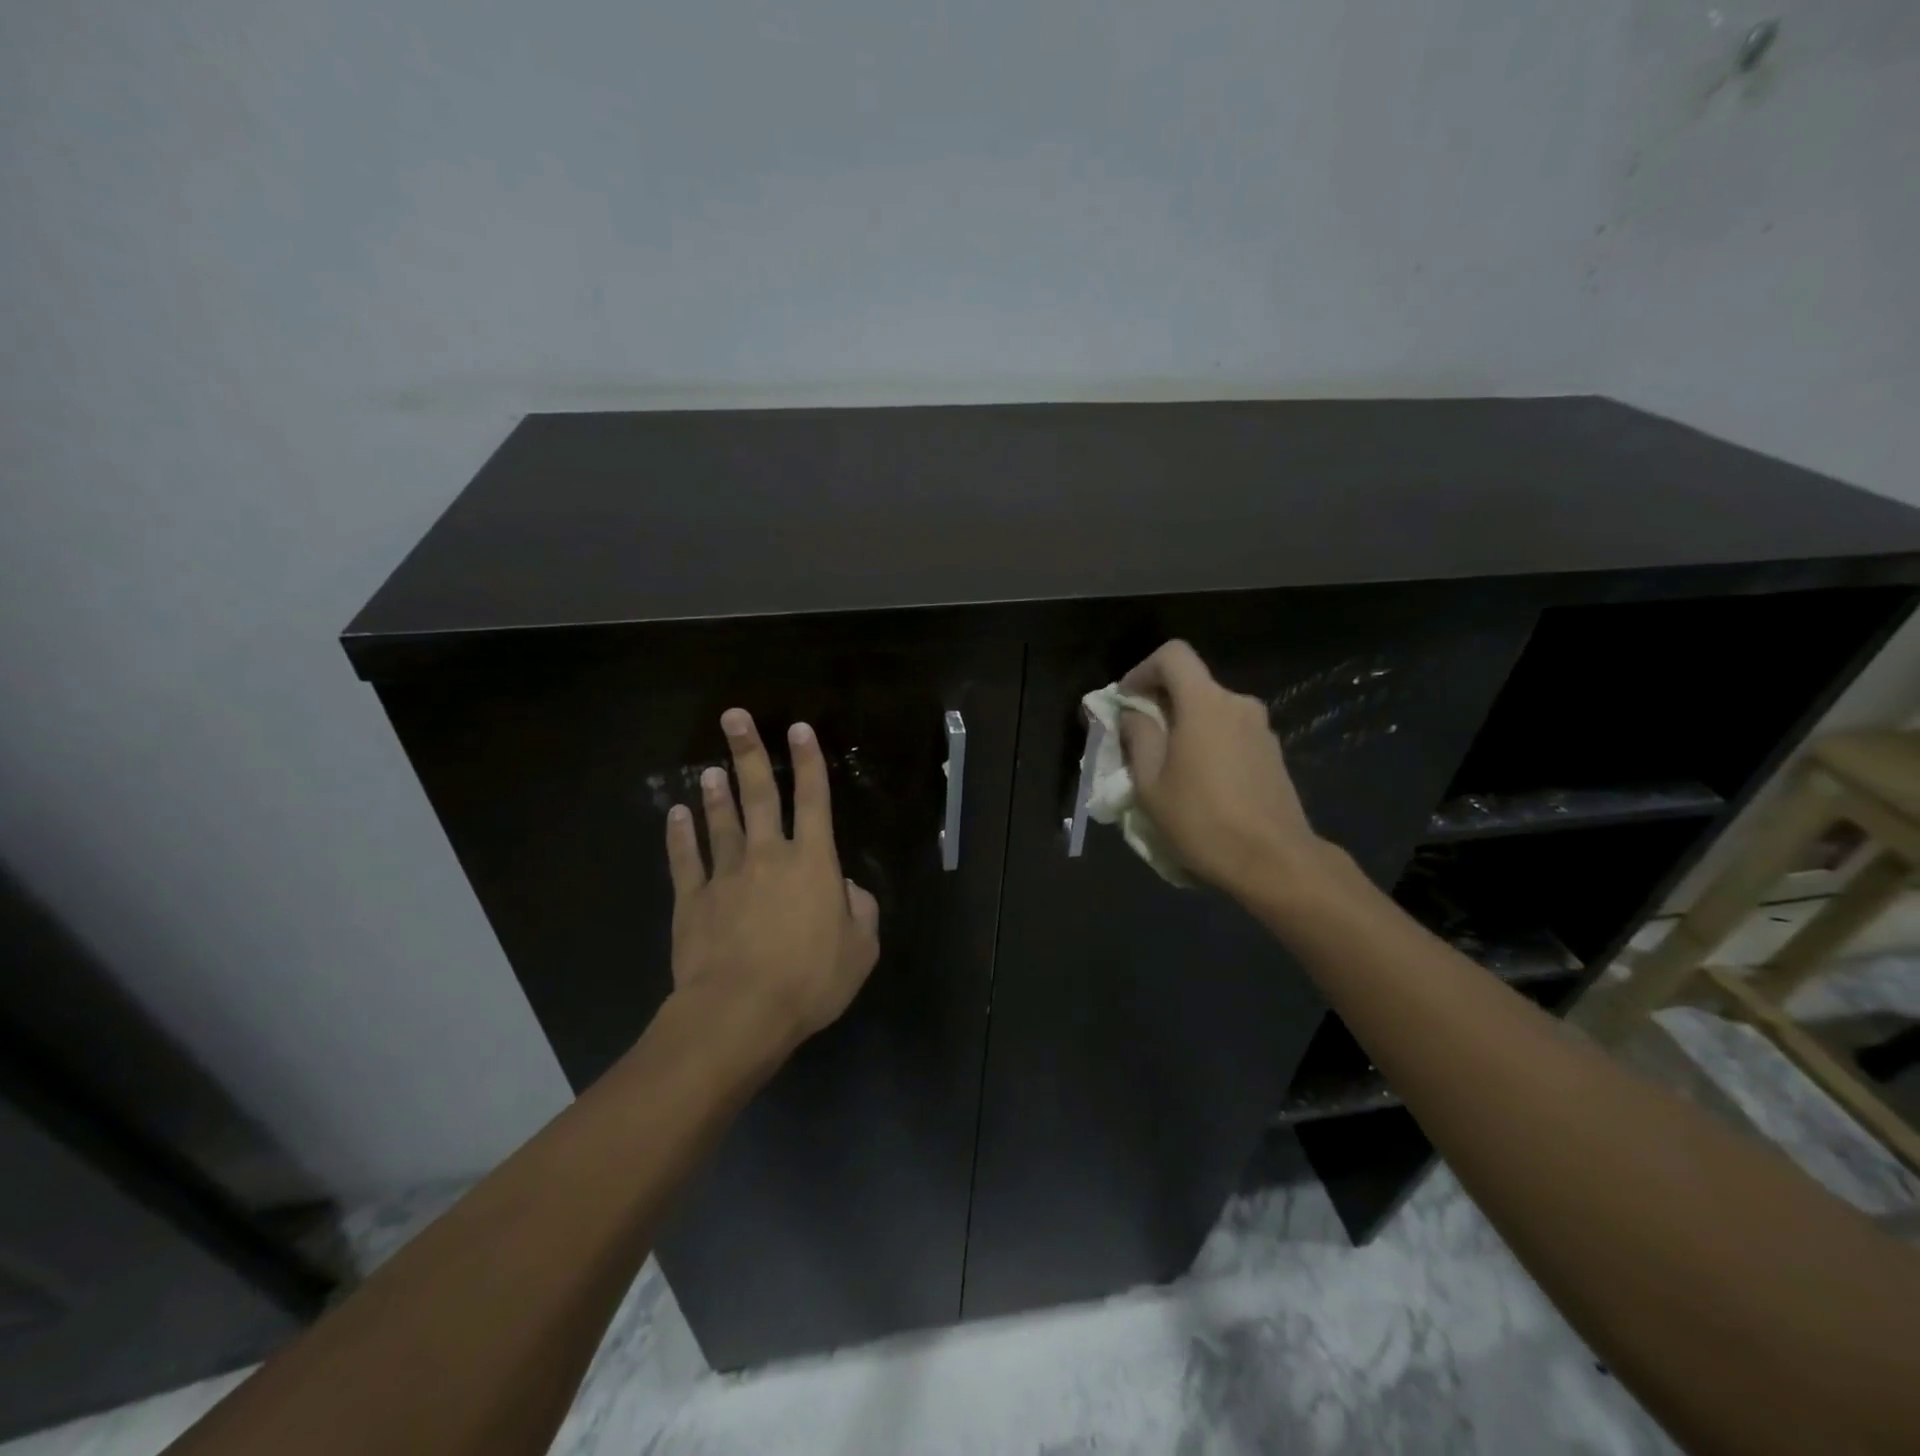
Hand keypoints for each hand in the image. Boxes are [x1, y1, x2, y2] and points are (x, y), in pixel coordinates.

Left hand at [665, 709, 879, 1058]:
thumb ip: (861, 911)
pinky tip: (676, 814)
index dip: (809, 763)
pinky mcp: (693, 900)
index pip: (814, 801)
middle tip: (734, 717)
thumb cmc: (809, 980)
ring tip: (710, 768)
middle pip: (759, 795)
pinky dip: (681, 835)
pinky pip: (686, 860)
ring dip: (716, 793)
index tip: (799, 728)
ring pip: (721, 822)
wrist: (740, 1012)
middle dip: (749, 753)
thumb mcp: (860, 950)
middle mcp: (768, 856)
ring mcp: (726, 875)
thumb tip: (848, 889)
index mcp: (813, 863)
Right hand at [1117, 640, 1322, 901]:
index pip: (1173, 655)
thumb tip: (1134, 714)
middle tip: (1139, 740)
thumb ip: (1138, 737)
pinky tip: (1201, 784)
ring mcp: (1261, 729)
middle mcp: (1238, 704)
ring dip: (1185, 727)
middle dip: (1161, 703)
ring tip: (1168, 768)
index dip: (1143, 670)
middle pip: (1192, 684)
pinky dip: (1209, 744)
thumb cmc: (1202, 820)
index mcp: (1205, 703)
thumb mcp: (1151, 783)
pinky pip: (1231, 733)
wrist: (1275, 861)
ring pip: (1212, 711)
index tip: (1127, 701)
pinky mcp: (1273, 754)